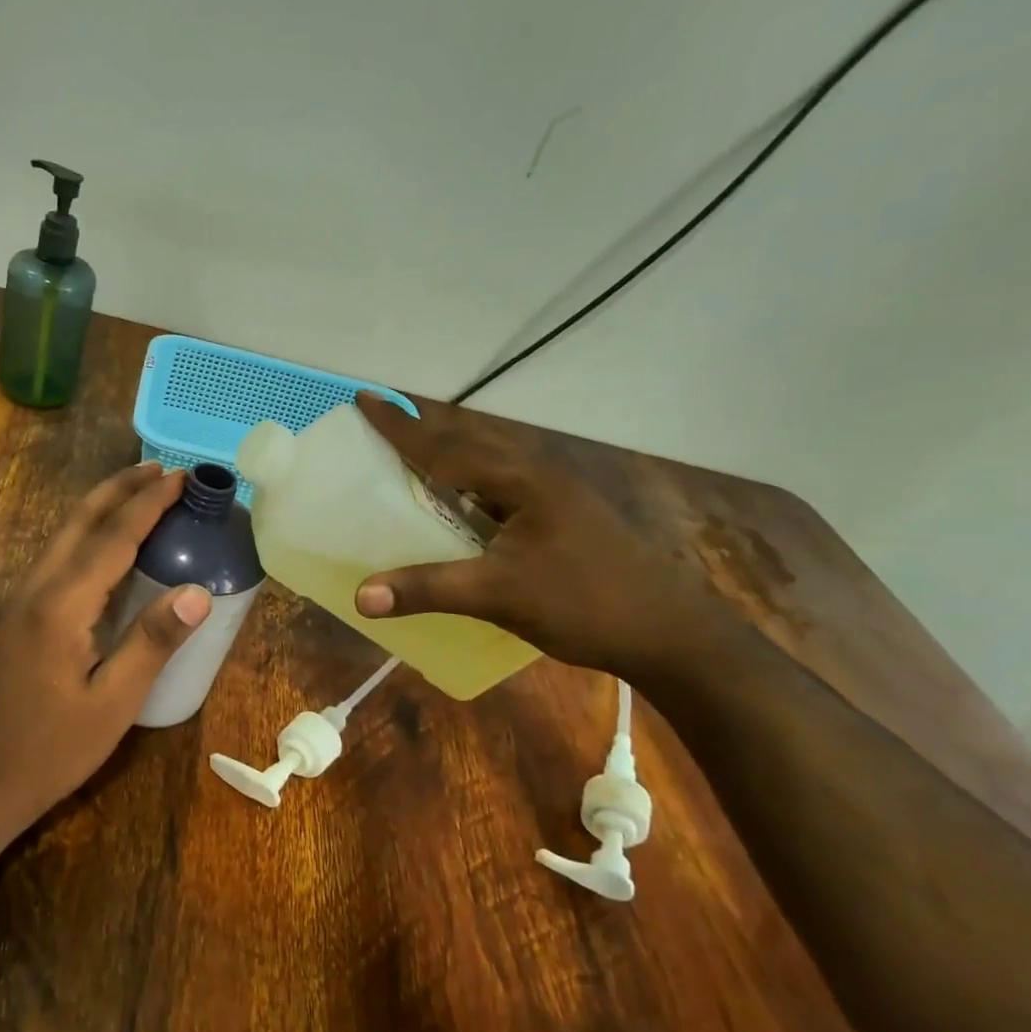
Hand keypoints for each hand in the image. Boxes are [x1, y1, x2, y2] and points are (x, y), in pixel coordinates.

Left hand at [0, 462, 211, 836]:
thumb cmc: (49, 750)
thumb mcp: (112, 703)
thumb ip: (152, 642)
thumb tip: (197, 591)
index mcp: (62, 604)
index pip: (113, 536)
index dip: (150, 503)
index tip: (183, 477)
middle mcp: (37, 588)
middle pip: (80, 520)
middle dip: (120, 488)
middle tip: (162, 469)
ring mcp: (21, 601)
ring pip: (64, 534)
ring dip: (102, 507)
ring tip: (139, 493)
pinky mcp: (18, 616)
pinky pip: (58, 557)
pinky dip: (88, 534)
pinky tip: (106, 547)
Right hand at [352, 393, 734, 679]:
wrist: (670, 634)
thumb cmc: (585, 605)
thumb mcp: (500, 596)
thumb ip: (429, 590)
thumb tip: (360, 597)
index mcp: (522, 480)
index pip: (446, 446)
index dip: (401, 424)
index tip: (365, 398)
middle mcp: (537, 475)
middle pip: (469, 438)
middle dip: (423, 426)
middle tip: (382, 416)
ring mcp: (554, 495)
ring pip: (488, 459)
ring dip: (448, 449)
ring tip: (412, 448)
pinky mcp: (561, 516)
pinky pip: (500, 484)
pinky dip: (467, 480)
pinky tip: (458, 498)